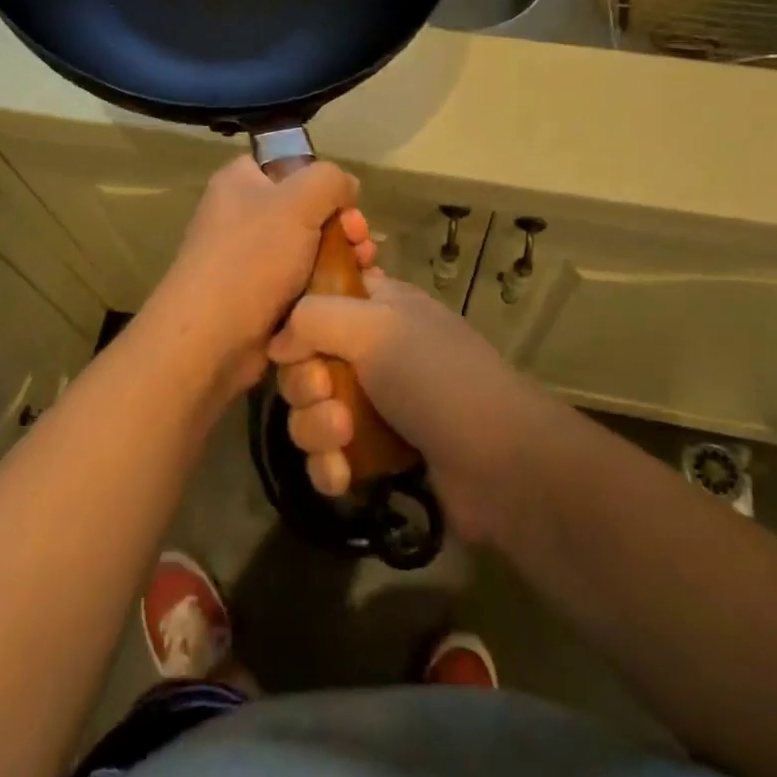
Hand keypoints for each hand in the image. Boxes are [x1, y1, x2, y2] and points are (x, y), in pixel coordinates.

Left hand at [142, 155, 376, 400]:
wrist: (211, 339)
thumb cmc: (252, 258)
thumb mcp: (298, 201)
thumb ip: (329, 180)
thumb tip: (347, 186)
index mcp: (241, 182)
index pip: (289, 165)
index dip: (323, 181)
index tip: (349, 204)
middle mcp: (243, 215)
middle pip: (307, 209)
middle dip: (343, 225)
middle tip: (362, 243)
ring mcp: (251, 258)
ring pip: (310, 248)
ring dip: (342, 258)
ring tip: (366, 272)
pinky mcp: (261, 297)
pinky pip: (303, 282)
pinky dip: (327, 288)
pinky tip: (352, 295)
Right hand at [268, 271, 533, 540]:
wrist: (498, 462)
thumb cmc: (435, 377)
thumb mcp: (374, 326)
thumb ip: (313, 319)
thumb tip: (277, 343)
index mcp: (378, 306)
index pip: (318, 300)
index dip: (298, 322)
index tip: (294, 344)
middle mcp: (373, 350)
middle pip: (305, 361)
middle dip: (305, 385)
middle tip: (327, 394)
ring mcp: (374, 404)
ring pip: (311, 412)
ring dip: (315, 428)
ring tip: (342, 439)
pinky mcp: (376, 454)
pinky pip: (328, 456)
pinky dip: (328, 466)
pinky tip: (343, 476)